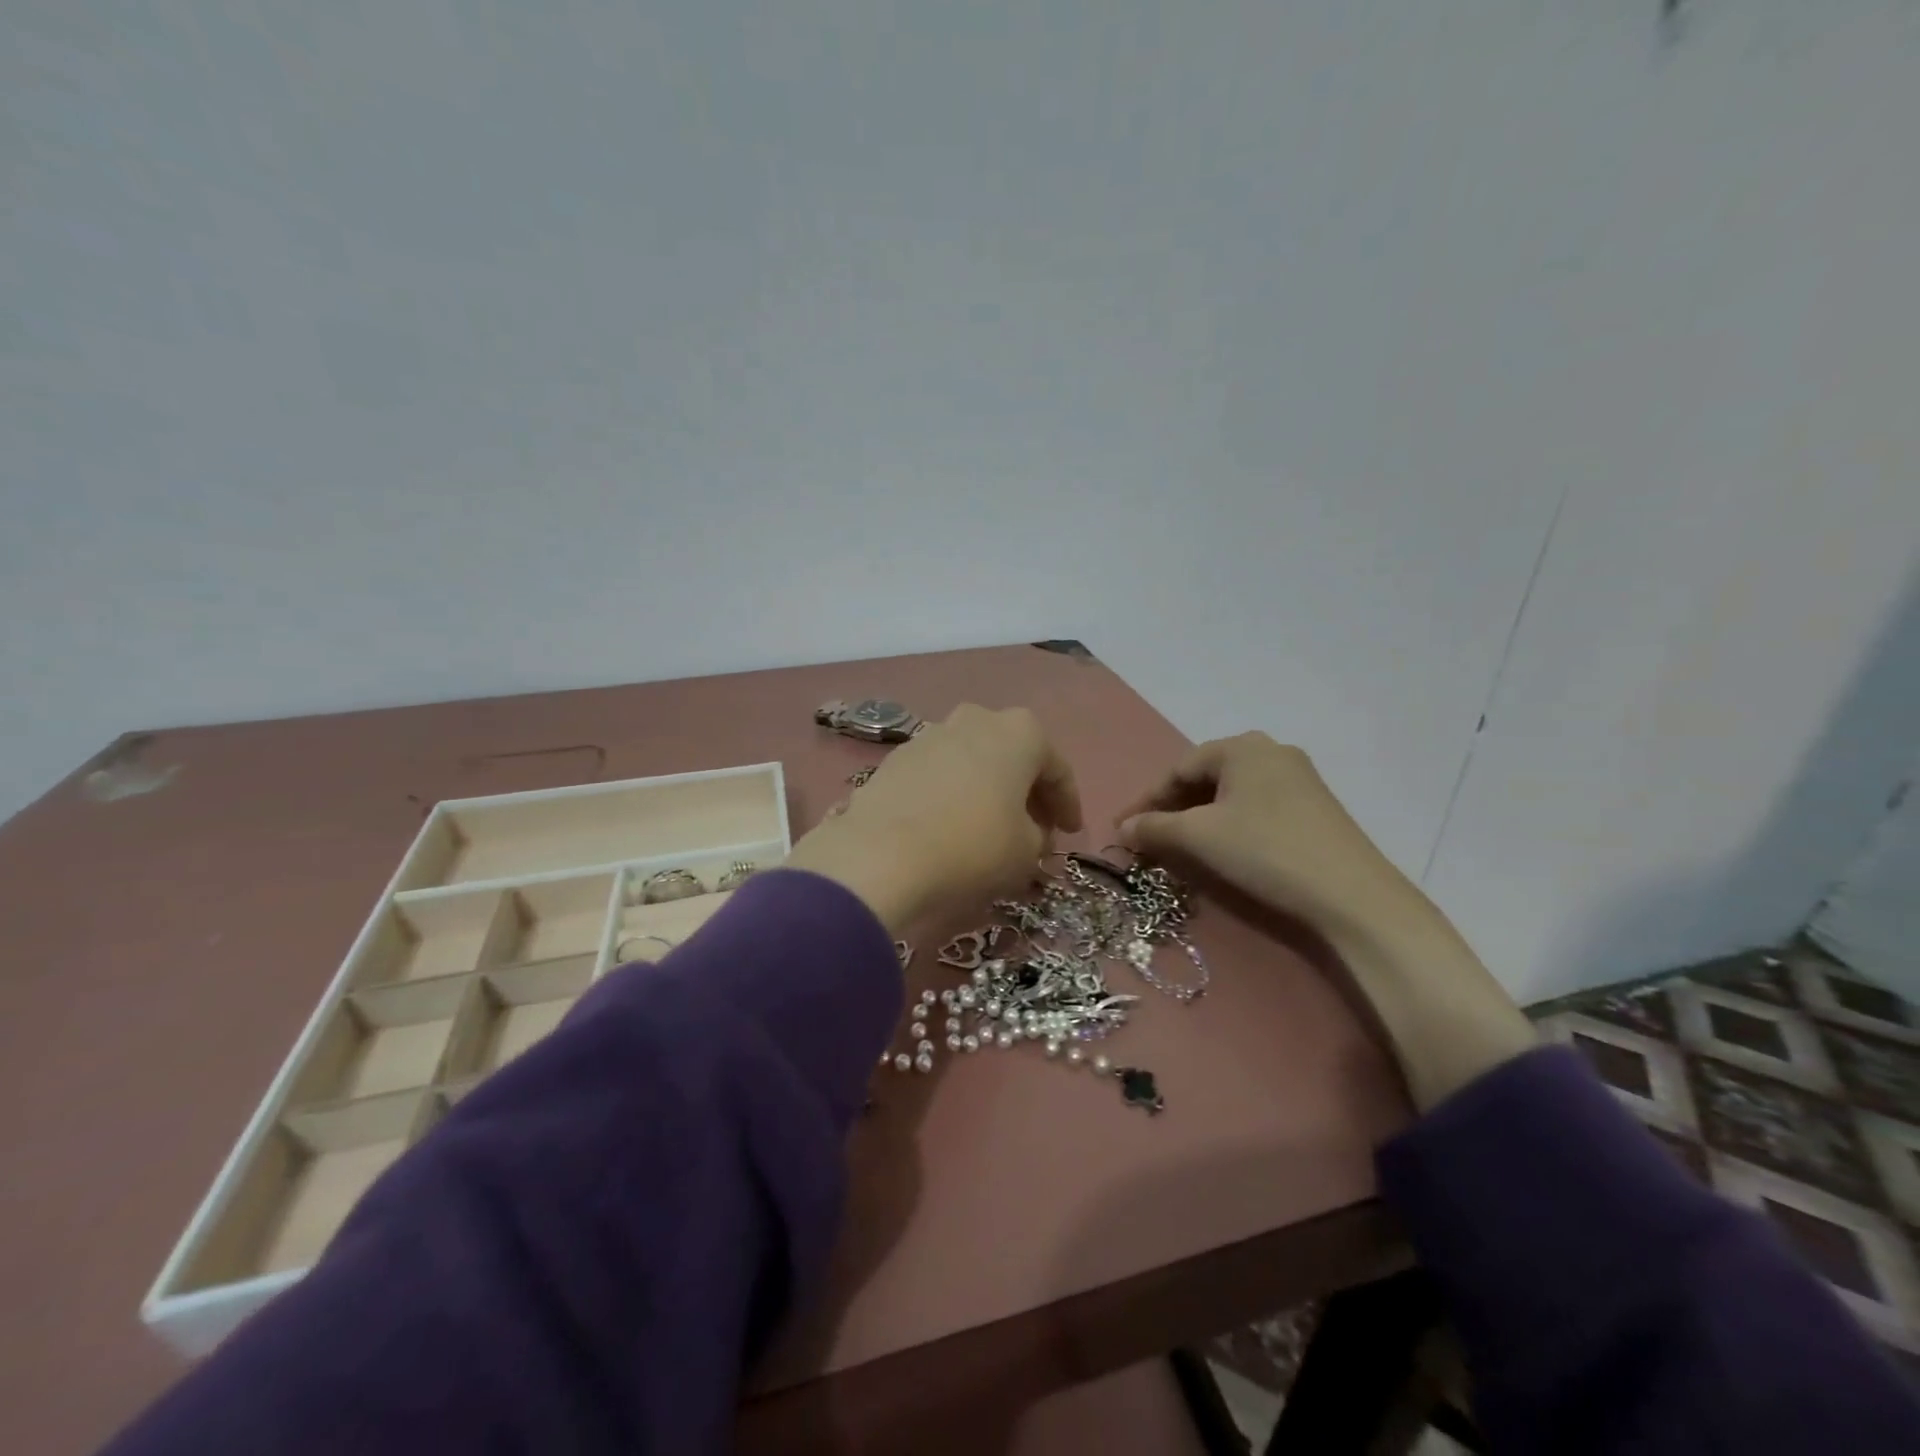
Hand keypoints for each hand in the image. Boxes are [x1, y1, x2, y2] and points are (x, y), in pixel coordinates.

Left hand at [787, 705, 1081, 936]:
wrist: (882, 853)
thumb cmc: (974, 845)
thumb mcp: (1027, 851)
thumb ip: (1039, 836)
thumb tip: (1029, 833)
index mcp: (1020, 731)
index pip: (1058, 769)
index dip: (1069, 804)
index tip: (1071, 834)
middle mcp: (976, 719)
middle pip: (1013, 756)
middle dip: (1027, 790)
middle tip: (1036, 827)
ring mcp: (931, 734)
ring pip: (974, 761)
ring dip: (988, 789)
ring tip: (991, 827)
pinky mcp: (896, 757)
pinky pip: (940, 774)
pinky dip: (952, 794)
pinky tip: (951, 824)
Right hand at [1118, 733, 1432, 947]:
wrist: (1352, 895)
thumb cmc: (1265, 851)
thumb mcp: (1199, 837)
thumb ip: (1154, 827)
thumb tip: (1123, 827)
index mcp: (1242, 747)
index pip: (1178, 769)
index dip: (1146, 800)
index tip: (1123, 829)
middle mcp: (1271, 751)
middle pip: (1206, 777)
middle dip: (1173, 808)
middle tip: (1151, 838)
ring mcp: (1299, 778)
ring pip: (1232, 793)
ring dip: (1200, 818)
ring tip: (1182, 846)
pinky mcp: (1315, 807)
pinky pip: (1256, 807)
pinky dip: (1230, 824)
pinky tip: (1225, 848)